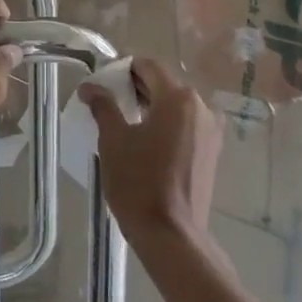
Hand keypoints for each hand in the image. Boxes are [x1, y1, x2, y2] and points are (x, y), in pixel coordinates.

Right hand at [81, 58, 221, 250]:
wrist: (171, 235)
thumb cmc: (138, 183)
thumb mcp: (113, 140)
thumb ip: (103, 106)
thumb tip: (90, 87)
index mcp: (178, 98)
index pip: (148, 66)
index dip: (123, 68)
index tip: (102, 80)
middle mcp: (201, 107)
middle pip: (165, 84)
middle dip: (136, 87)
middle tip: (107, 100)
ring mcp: (210, 131)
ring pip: (176, 105)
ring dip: (151, 105)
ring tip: (123, 120)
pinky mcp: (211, 152)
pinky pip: (185, 124)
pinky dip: (165, 123)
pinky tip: (145, 139)